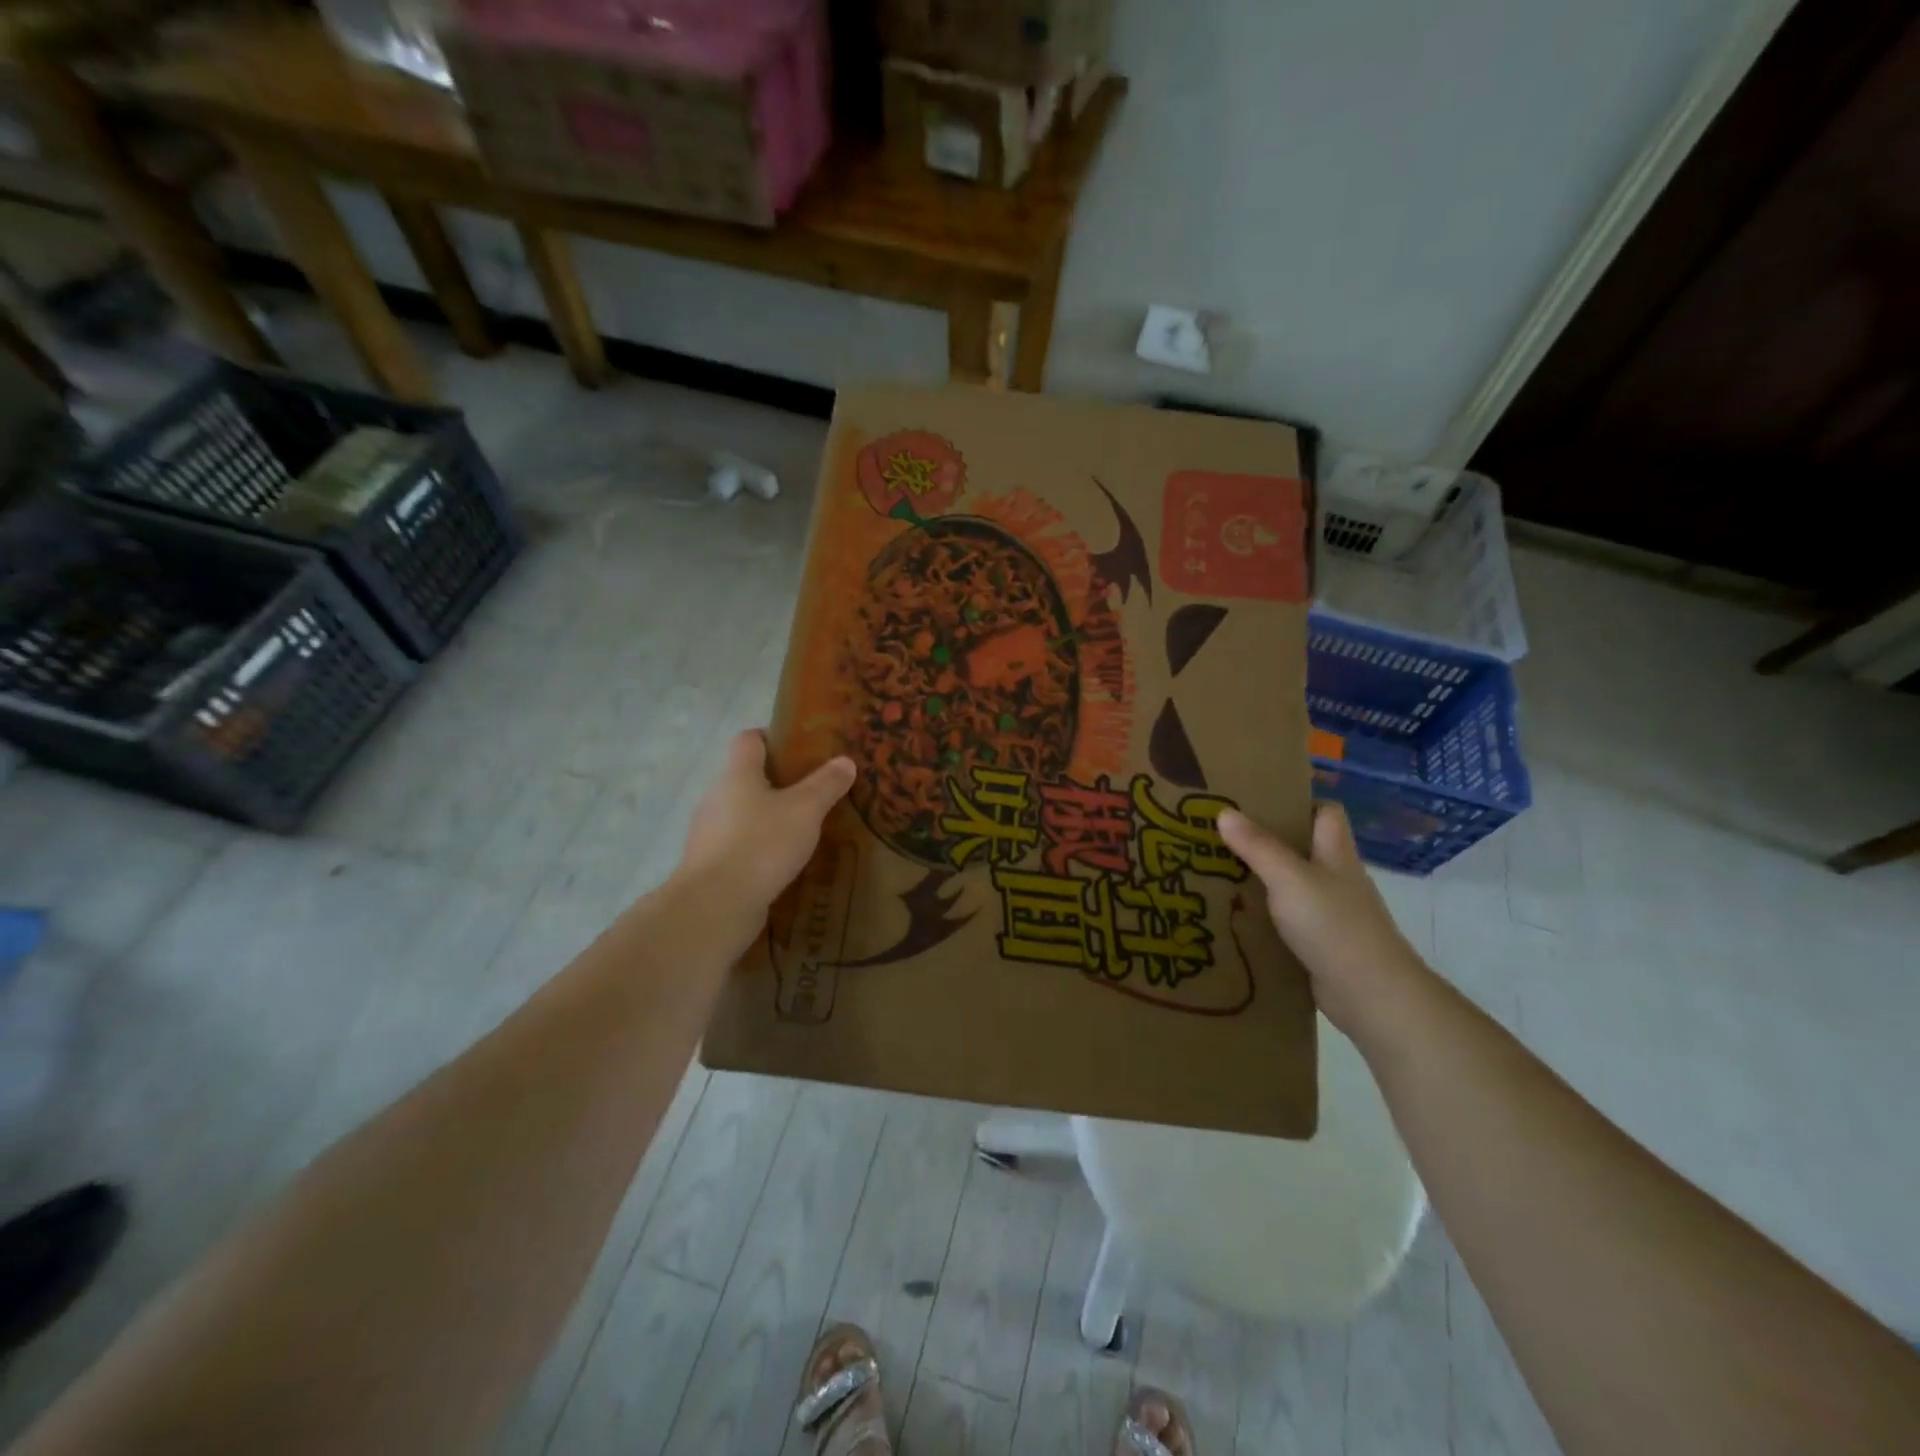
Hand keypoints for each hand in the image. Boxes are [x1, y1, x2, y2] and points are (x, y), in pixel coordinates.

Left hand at [676, 730, 855, 930]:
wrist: (715, 905)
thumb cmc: (761, 844)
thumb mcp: (805, 810)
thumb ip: (826, 785)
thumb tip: (845, 761)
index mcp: (738, 774)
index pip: (748, 740)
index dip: (772, 737)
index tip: (800, 748)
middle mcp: (717, 797)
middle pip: (746, 778)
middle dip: (777, 782)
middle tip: (812, 792)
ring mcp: (709, 833)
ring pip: (742, 814)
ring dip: (768, 818)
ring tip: (803, 830)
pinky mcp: (711, 866)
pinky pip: (739, 846)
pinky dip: (759, 849)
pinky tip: (783, 863)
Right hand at [1217, 803, 1429, 1035]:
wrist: (1371, 994)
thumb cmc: (1334, 925)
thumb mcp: (1289, 878)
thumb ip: (1256, 846)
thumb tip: (1223, 811)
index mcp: (1335, 853)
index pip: (1326, 813)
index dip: (1298, 803)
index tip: (1257, 802)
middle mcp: (1336, 878)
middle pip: (1304, 848)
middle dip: (1266, 841)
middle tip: (1222, 836)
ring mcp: (1332, 913)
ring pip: (1293, 885)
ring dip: (1262, 881)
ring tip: (1218, 874)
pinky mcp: (1322, 944)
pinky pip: (1288, 920)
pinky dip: (1266, 917)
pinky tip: (1236, 918)